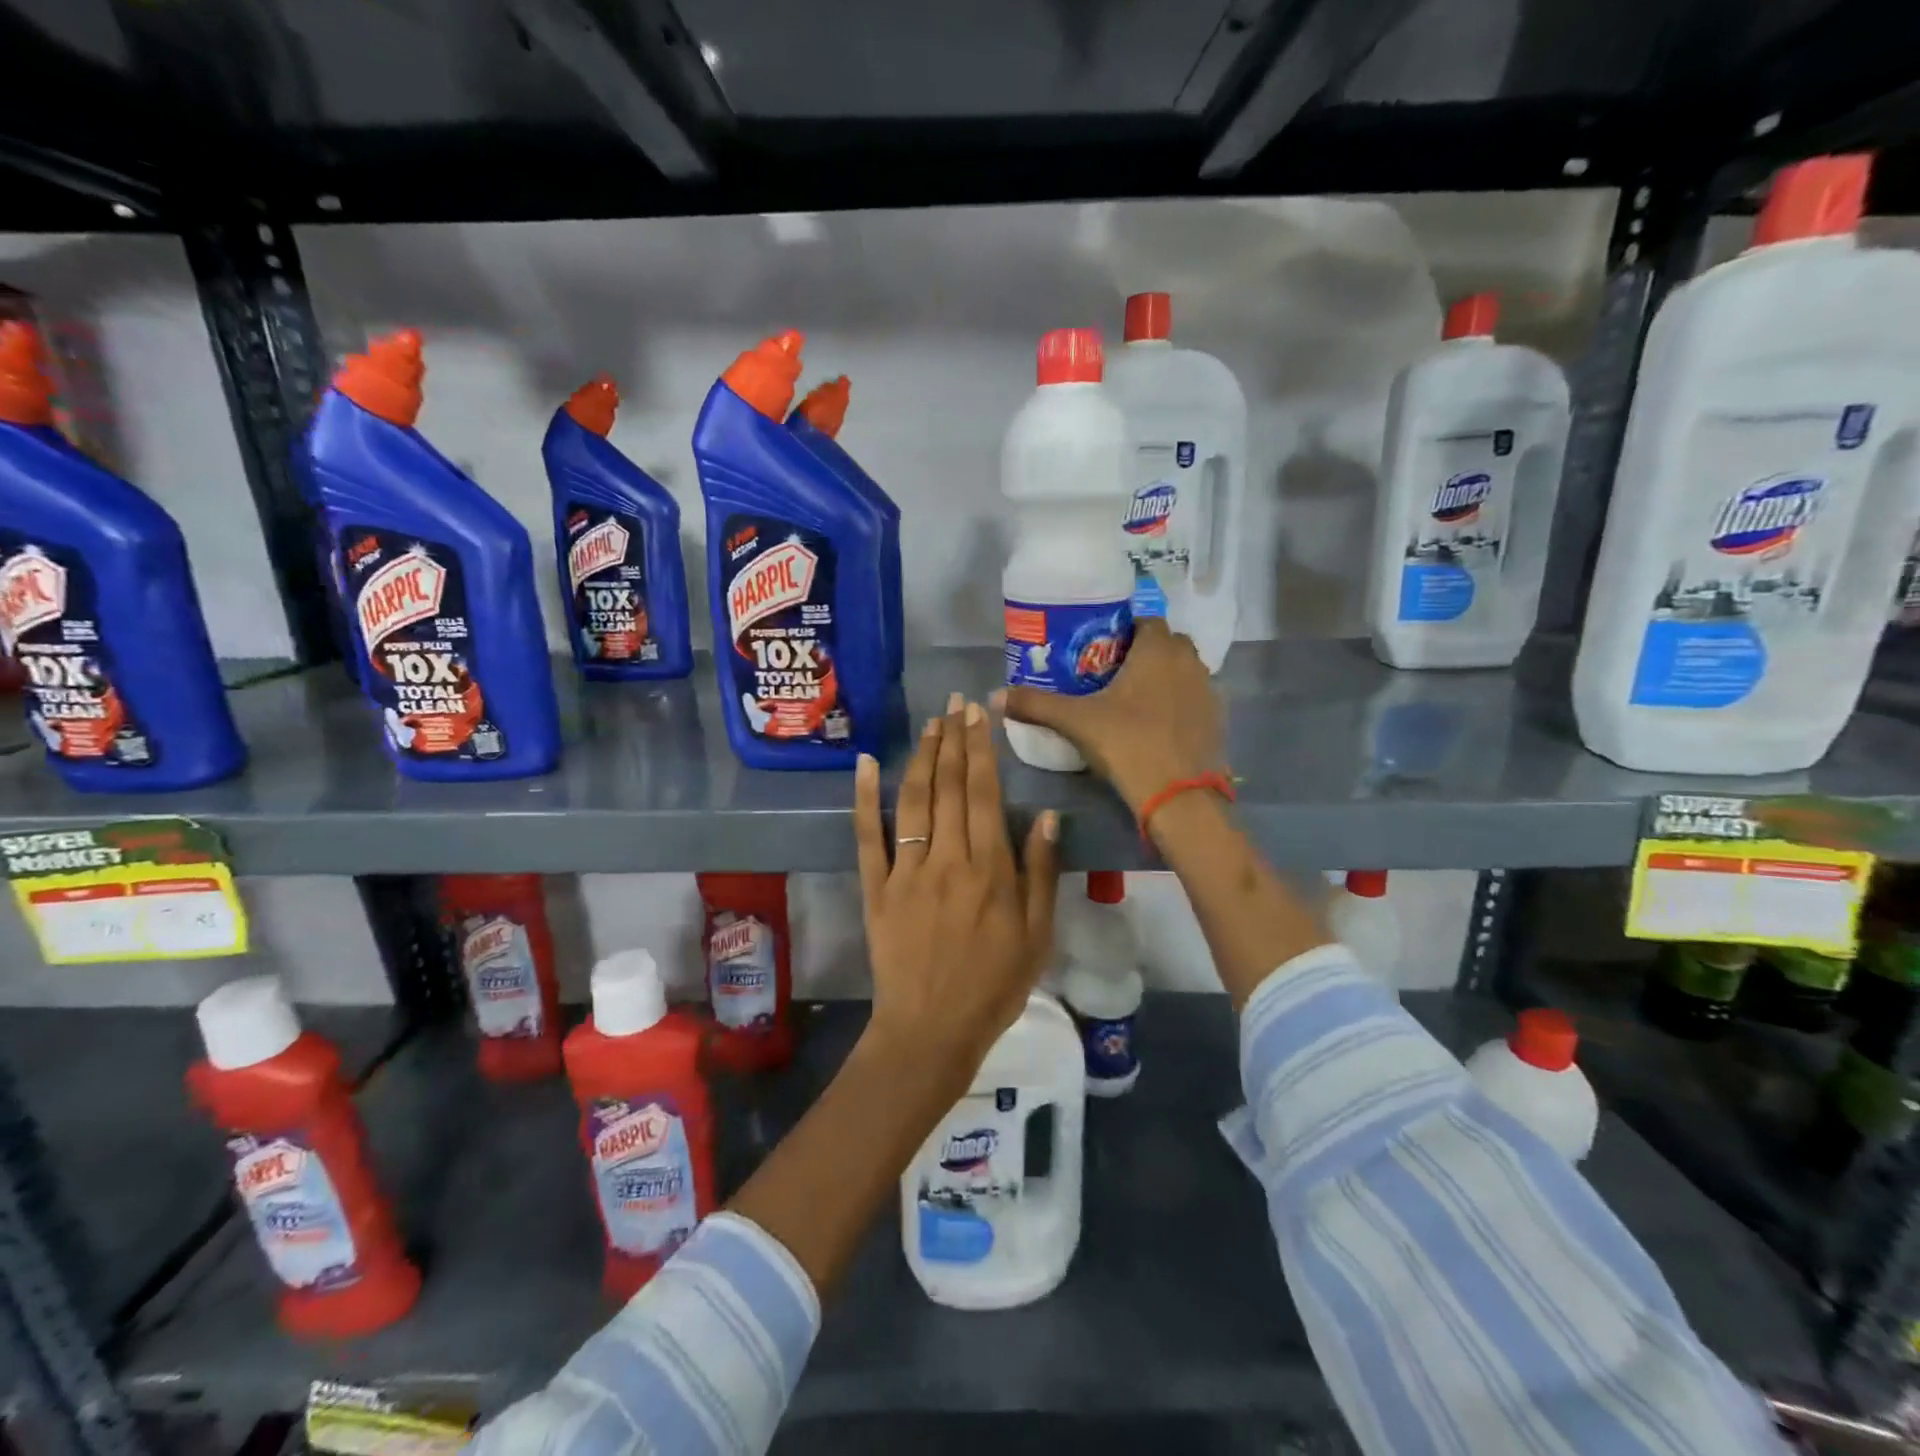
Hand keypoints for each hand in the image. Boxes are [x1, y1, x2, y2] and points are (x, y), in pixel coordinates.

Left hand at [853, 692, 1060, 1089]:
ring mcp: (906, 871)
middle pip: (948, 787)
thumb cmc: (994, 985)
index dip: (981, 750)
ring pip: (913, 801)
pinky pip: (868, 836)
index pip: (982, 794)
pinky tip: (867, 763)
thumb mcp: (1037, 935)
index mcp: (989, 869)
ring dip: (921, 757)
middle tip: (955, 705)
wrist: (932, 1030)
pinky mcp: (876, 888)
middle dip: (953, 740)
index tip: (979, 716)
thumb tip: (1047, 814)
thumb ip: (1040, 872)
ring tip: (930, 725)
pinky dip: (865, 798)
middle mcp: (947, 859)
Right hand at [996, 618, 1223, 814]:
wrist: (1179, 796)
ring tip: (1133, 699)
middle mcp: (1189, 661)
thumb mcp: (1076, 722)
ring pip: (1184, 670)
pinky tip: (1156, 724)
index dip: (1124, 630)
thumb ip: (1036, 704)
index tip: (1100, 648)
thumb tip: (994, 695)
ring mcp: (1208, 690)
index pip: (1146, 621)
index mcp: (1158, 650)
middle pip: (1167, 643)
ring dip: (1164, 676)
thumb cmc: (1128, 744)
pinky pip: (1194, 698)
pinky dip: (1178, 703)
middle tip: (1113, 673)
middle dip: (1144, 652)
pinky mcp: (1217, 719)